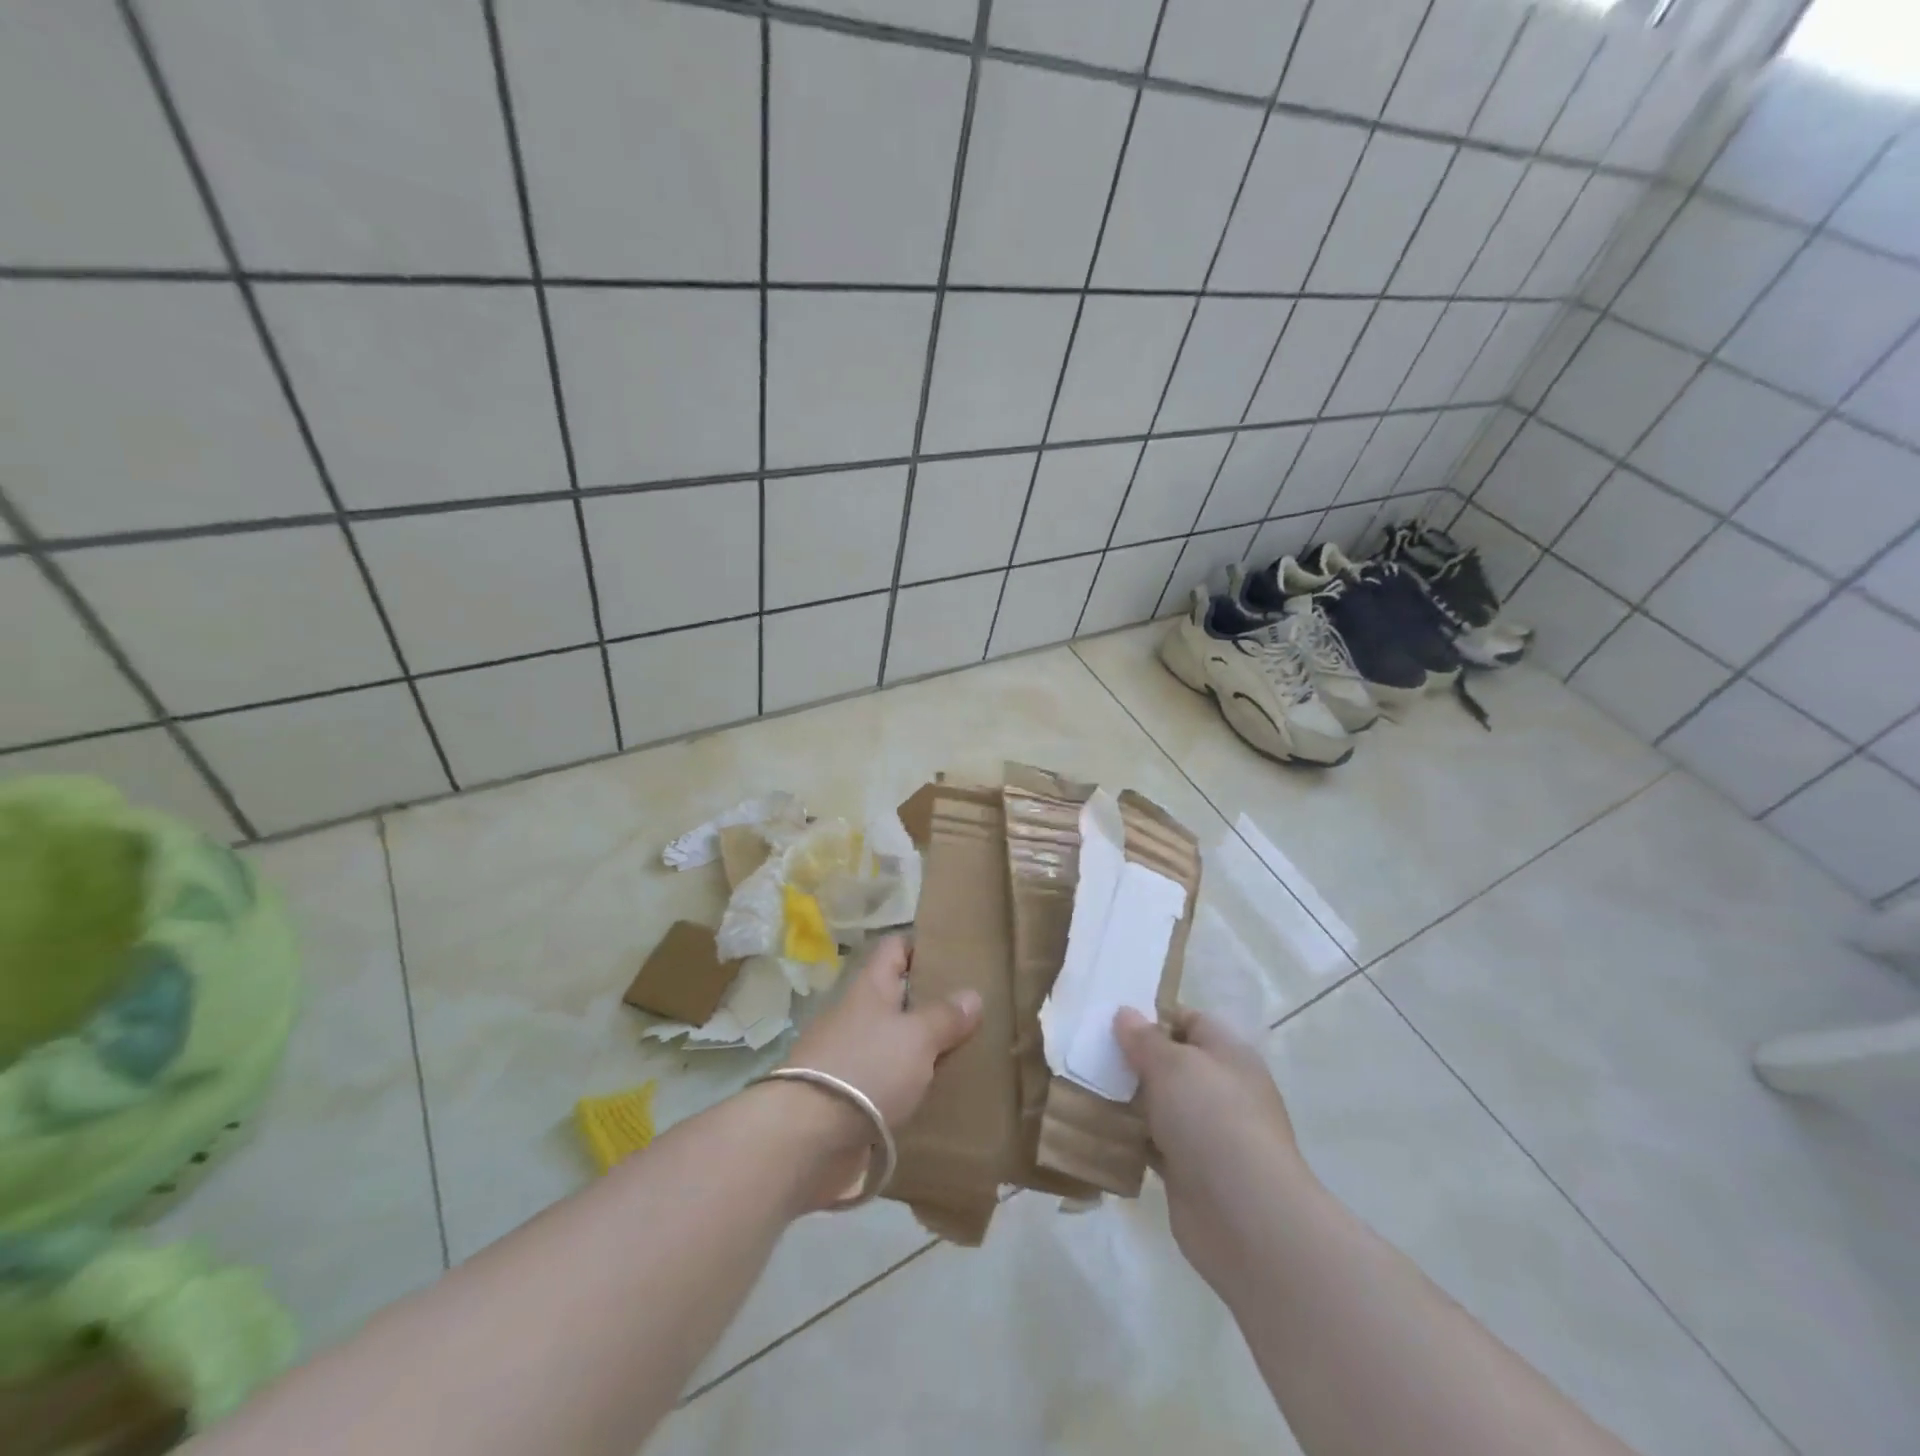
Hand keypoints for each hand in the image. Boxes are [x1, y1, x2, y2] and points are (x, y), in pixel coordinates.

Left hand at [778, 936, 981, 1208]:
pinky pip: (885, 1078)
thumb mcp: (917, 1037)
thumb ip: (945, 1016)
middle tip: (973, 1009)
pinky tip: (936, 1093)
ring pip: (892, 1039)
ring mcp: (848, 1054)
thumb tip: (972, 995)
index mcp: (870, 987)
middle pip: (896, 995)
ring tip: (964, 1052)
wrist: (808, 1137)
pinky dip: (908, 1083)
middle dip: (930, 1001)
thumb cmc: (867, 1068)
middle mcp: (857, 1014)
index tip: (956, 954)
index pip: (895, 947)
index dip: (922, 945)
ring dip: (921, 1046)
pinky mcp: (846, 1095)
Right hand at [1115, 1006, 1310, 1291]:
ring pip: (1160, 1105)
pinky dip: (1131, 1138)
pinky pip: (1153, 1144)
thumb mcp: (1173, 1065)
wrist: (1246, 1216)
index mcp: (1229, 1055)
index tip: (1113, 1020)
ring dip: (1128, 1100)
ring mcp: (1208, 1134)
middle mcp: (1222, 1090)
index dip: (1154, 1017)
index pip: (1190, 1022)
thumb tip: (1126, 1013)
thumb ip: (1145, 1038)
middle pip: (1172, 1064)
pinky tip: (1099, 1130)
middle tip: (1090, 1054)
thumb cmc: (1213, 1119)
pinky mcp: (1190, 1172)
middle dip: (1134, 1059)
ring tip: (1085, 1087)